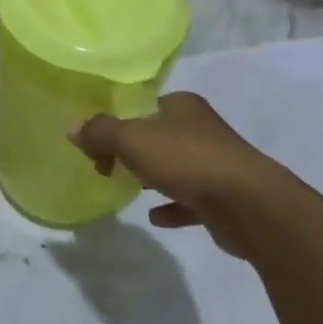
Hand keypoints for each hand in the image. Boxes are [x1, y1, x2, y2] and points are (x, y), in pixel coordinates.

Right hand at [69, 93, 297, 259]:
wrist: (251, 205)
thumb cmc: (187, 160)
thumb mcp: (132, 139)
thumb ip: (100, 132)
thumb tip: (71, 128)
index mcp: (182, 106)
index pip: (143, 106)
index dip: (117, 120)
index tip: (95, 142)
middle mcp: (200, 129)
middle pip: (157, 135)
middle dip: (131, 150)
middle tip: (105, 167)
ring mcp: (215, 164)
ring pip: (175, 167)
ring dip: (152, 176)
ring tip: (126, 188)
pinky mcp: (223, 198)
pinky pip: (190, 200)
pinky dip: (172, 207)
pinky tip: (155, 217)